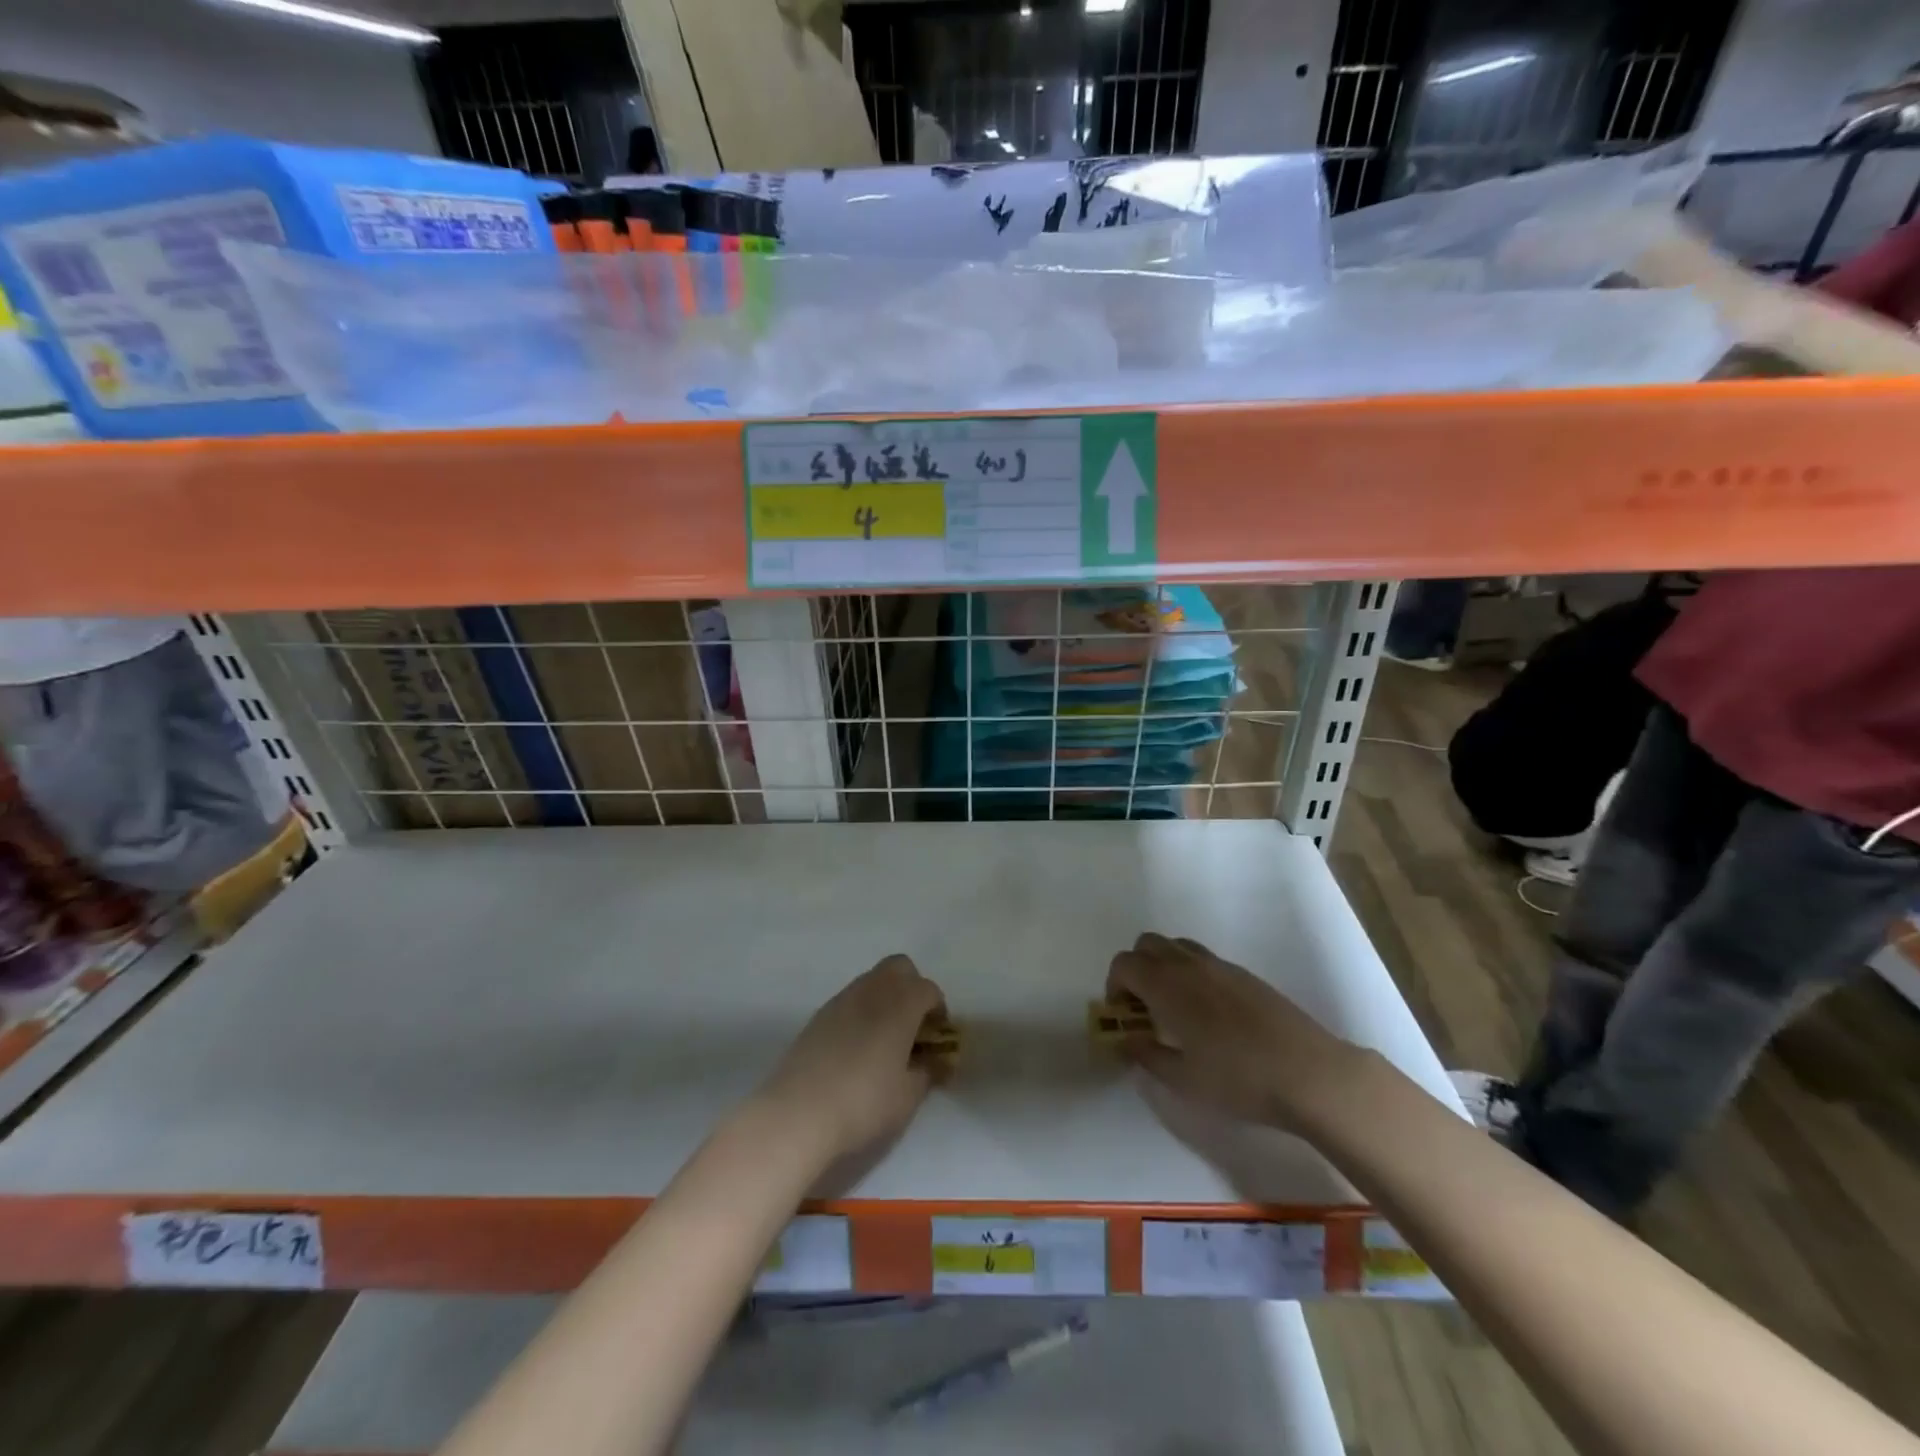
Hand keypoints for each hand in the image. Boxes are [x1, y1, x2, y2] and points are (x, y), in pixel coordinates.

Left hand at [757, 955, 946, 1162]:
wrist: (798, 1114)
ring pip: (872, 980)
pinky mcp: (819, 1015)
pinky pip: (850, 999)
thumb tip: (936, 1060)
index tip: (936, 1039)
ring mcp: (841, 999)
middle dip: (912, 989)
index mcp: (900, 1004)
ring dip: (886, 998)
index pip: (929, 989)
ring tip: (885, 1039)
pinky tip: (856, 1048)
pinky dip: (861, 1012)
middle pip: (900, 968)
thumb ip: (928, 1071)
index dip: (938, 1010)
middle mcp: (872, 990)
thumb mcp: (908, 1096)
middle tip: (913, 1026)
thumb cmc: (864, 1103)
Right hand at [1108, 933, 1362, 1133]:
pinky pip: (1204, 959)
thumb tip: (1126, 1040)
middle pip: (1147, 944)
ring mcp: (1221, 966)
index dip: (1114, 986)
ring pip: (1177, 946)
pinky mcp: (1246, 975)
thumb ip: (1146, 1055)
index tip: (1123, 1017)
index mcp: (1167, 985)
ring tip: (1174, 1009)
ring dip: (1164, 967)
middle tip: (1144, 1008)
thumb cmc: (1238, 1080)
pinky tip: (1209, 1014)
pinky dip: (1191, 973)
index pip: (1125, 964)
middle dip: (1136, 969)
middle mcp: (1189, 965)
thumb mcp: (1182, 1080)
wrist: (1309, 1073)